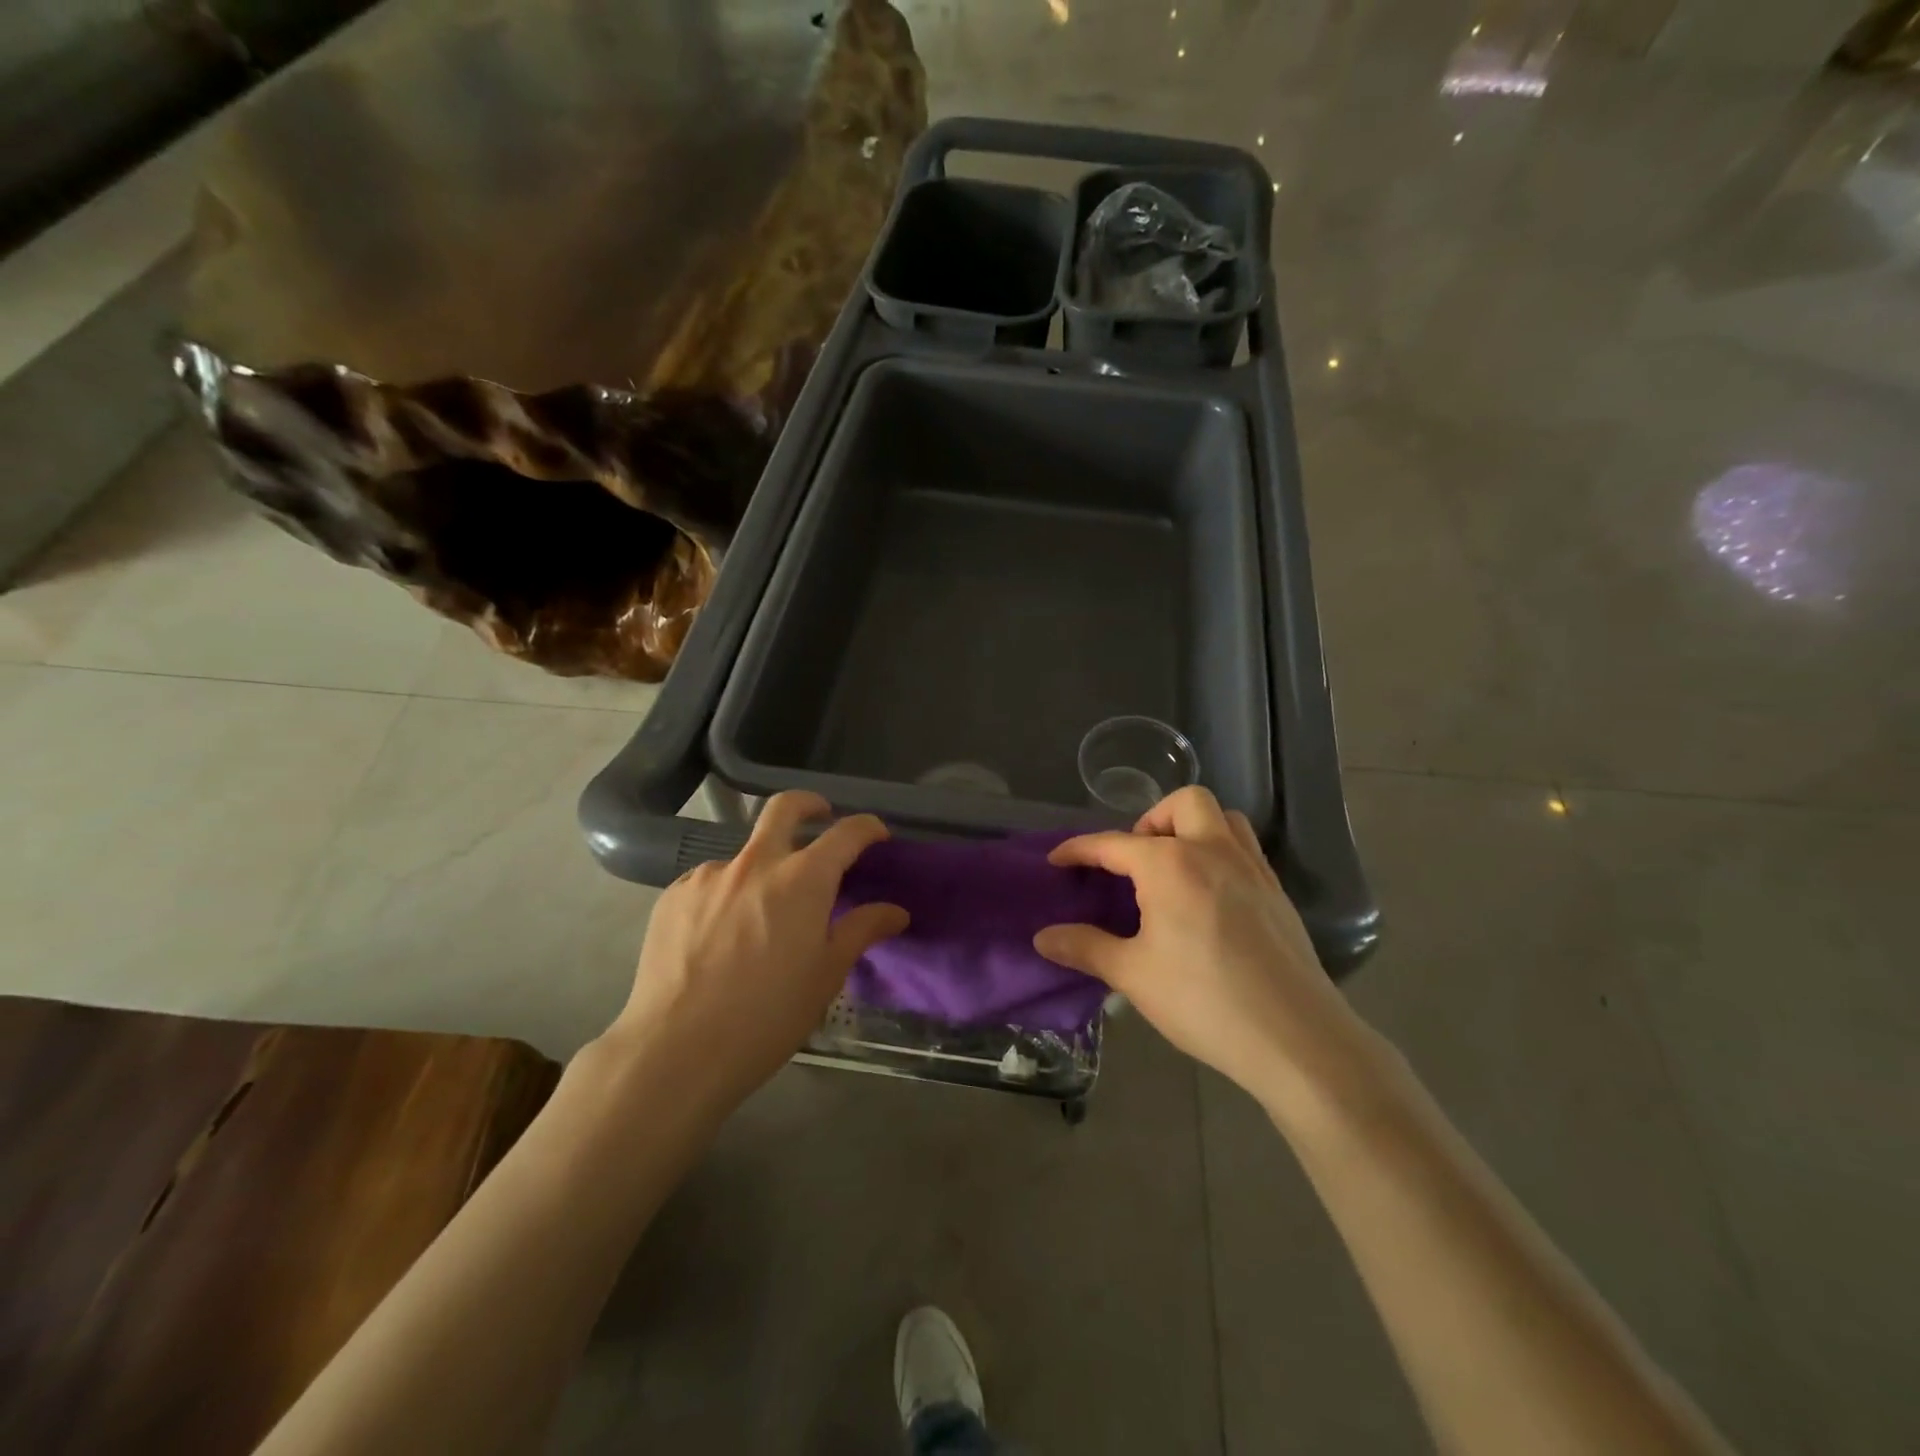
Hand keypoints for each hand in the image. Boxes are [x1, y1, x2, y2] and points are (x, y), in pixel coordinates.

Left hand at [601, 792, 908, 1109]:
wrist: (676, 1049)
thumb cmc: (767, 1015)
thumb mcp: (826, 975)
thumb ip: (862, 931)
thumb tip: (896, 911)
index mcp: (802, 879)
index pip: (845, 833)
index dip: (867, 828)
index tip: (876, 835)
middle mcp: (755, 863)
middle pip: (784, 808)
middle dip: (809, 804)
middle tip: (820, 815)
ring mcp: (709, 876)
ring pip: (744, 854)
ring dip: (763, 869)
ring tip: (760, 916)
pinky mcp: (673, 895)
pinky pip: (710, 882)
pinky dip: (726, 895)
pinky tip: (720, 936)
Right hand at [1034, 787, 1382, 1122]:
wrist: (1295, 1037)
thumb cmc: (1203, 1000)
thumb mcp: (1133, 974)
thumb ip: (1085, 947)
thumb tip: (1043, 937)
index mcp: (1169, 864)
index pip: (1112, 844)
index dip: (1079, 850)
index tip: (1057, 860)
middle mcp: (1212, 850)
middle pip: (1182, 803)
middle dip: (1152, 820)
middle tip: (1136, 861)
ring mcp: (1252, 869)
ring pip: (1224, 818)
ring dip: (1194, 828)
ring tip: (1174, 868)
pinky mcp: (1278, 893)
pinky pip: (1246, 849)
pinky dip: (1221, 852)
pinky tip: (1209, 897)